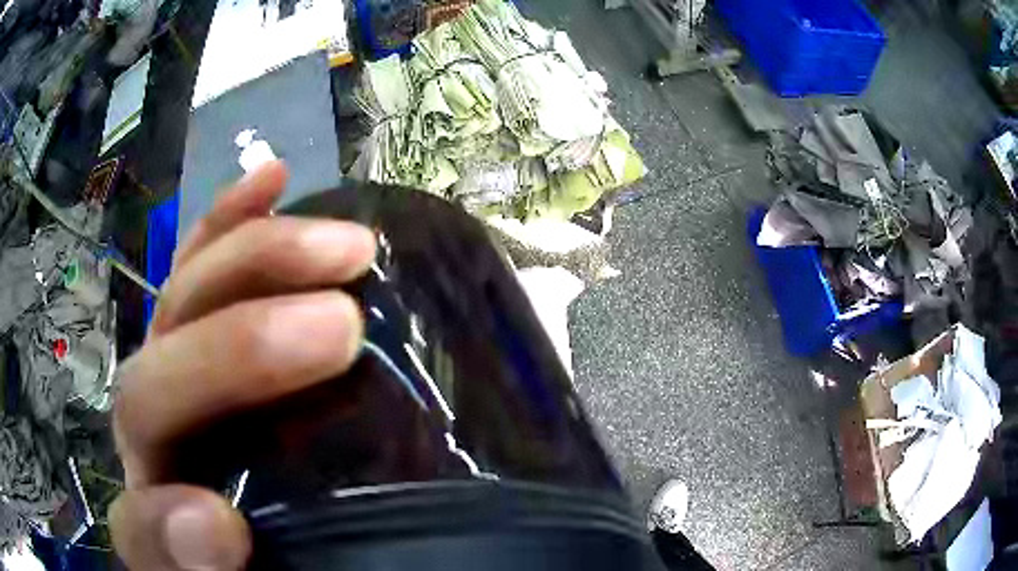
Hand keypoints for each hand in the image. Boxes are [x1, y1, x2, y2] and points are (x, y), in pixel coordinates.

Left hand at [109, 162, 375, 569]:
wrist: (271, 531)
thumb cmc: (275, 556)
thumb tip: (213, 531)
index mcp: (167, 524)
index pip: (143, 523)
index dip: (170, 525)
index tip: (224, 526)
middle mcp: (158, 445)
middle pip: (157, 382)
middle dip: (236, 352)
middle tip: (342, 326)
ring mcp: (178, 374)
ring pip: (183, 303)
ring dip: (256, 262)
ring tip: (344, 244)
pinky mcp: (206, 332)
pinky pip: (203, 262)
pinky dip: (232, 220)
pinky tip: (274, 179)